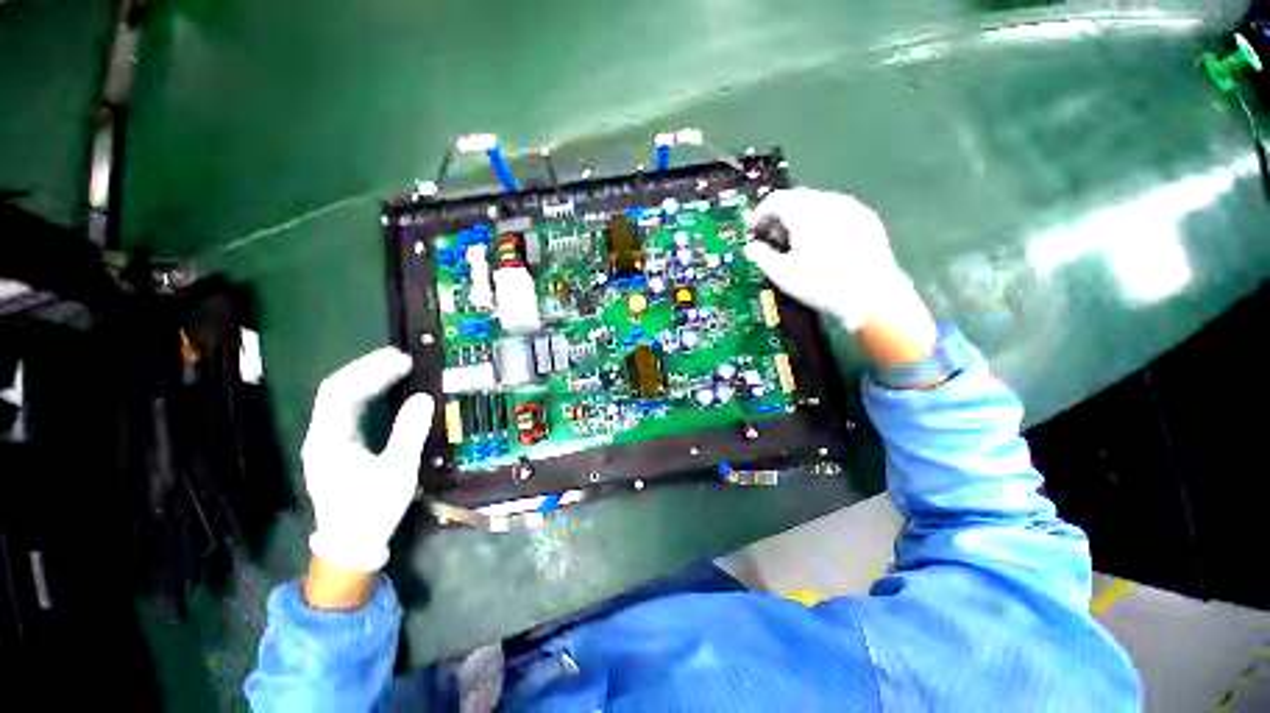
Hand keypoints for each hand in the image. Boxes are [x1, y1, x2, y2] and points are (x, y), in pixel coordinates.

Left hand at [301, 347, 433, 575]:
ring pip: (340, 398)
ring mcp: (326, 440)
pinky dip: (367, 393)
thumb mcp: (397, 472)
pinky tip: (385, 389)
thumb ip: (409, 433)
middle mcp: (321, 435)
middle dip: (367, 369)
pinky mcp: (336, 445)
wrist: (351, 543)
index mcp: (329, 441)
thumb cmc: (372, 510)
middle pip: (336, 390)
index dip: (370, 371)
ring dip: (366, 378)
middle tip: (401, 358)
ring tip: (396, 367)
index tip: (401, 361)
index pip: (340, 393)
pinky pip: (348, 409)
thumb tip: (424, 398)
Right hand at [743, 188, 936, 362]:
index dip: (758, 214)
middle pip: (796, 199)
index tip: (752, 230)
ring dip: (800, 218)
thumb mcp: (782, 273)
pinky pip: (836, 213)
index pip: (775, 200)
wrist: (871, 296)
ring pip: (817, 204)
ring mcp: (851, 208)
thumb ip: (761, 256)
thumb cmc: (820, 283)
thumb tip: (750, 248)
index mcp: (805, 210)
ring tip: (795, 243)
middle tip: (772, 239)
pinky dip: (821, 223)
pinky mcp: (867, 220)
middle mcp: (828, 201)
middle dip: (779, 217)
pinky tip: (821, 245)